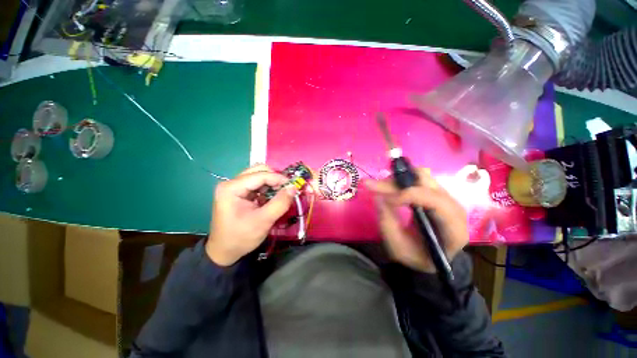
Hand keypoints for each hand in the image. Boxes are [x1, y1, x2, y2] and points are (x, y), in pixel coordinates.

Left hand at [207, 165, 295, 265]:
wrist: (224, 252)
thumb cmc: (241, 237)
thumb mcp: (263, 221)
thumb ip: (280, 203)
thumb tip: (294, 187)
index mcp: (231, 188)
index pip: (260, 175)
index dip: (278, 178)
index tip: (293, 185)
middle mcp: (231, 183)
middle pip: (258, 171)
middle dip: (275, 178)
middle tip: (286, 189)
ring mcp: (234, 187)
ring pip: (258, 176)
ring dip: (272, 183)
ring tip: (281, 194)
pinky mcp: (239, 193)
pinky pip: (257, 185)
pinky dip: (267, 189)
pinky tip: (272, 198)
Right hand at [366, 168, 468, 272]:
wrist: (430, 256)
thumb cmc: (416, 256)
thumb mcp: (398, 248)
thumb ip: (387, 224)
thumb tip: (378, 197)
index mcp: (453, 229)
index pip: (435, 202)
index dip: (408, 195)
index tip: (383, 198)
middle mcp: (454, 209)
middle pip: (427, 183)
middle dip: (396, 183)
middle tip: (372, 185)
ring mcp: (446, 198)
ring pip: (422, 176)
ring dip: (397, 179)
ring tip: (379, 186)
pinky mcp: (436, 193)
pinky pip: (418, 179)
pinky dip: (401, 180)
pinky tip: (388, 186)